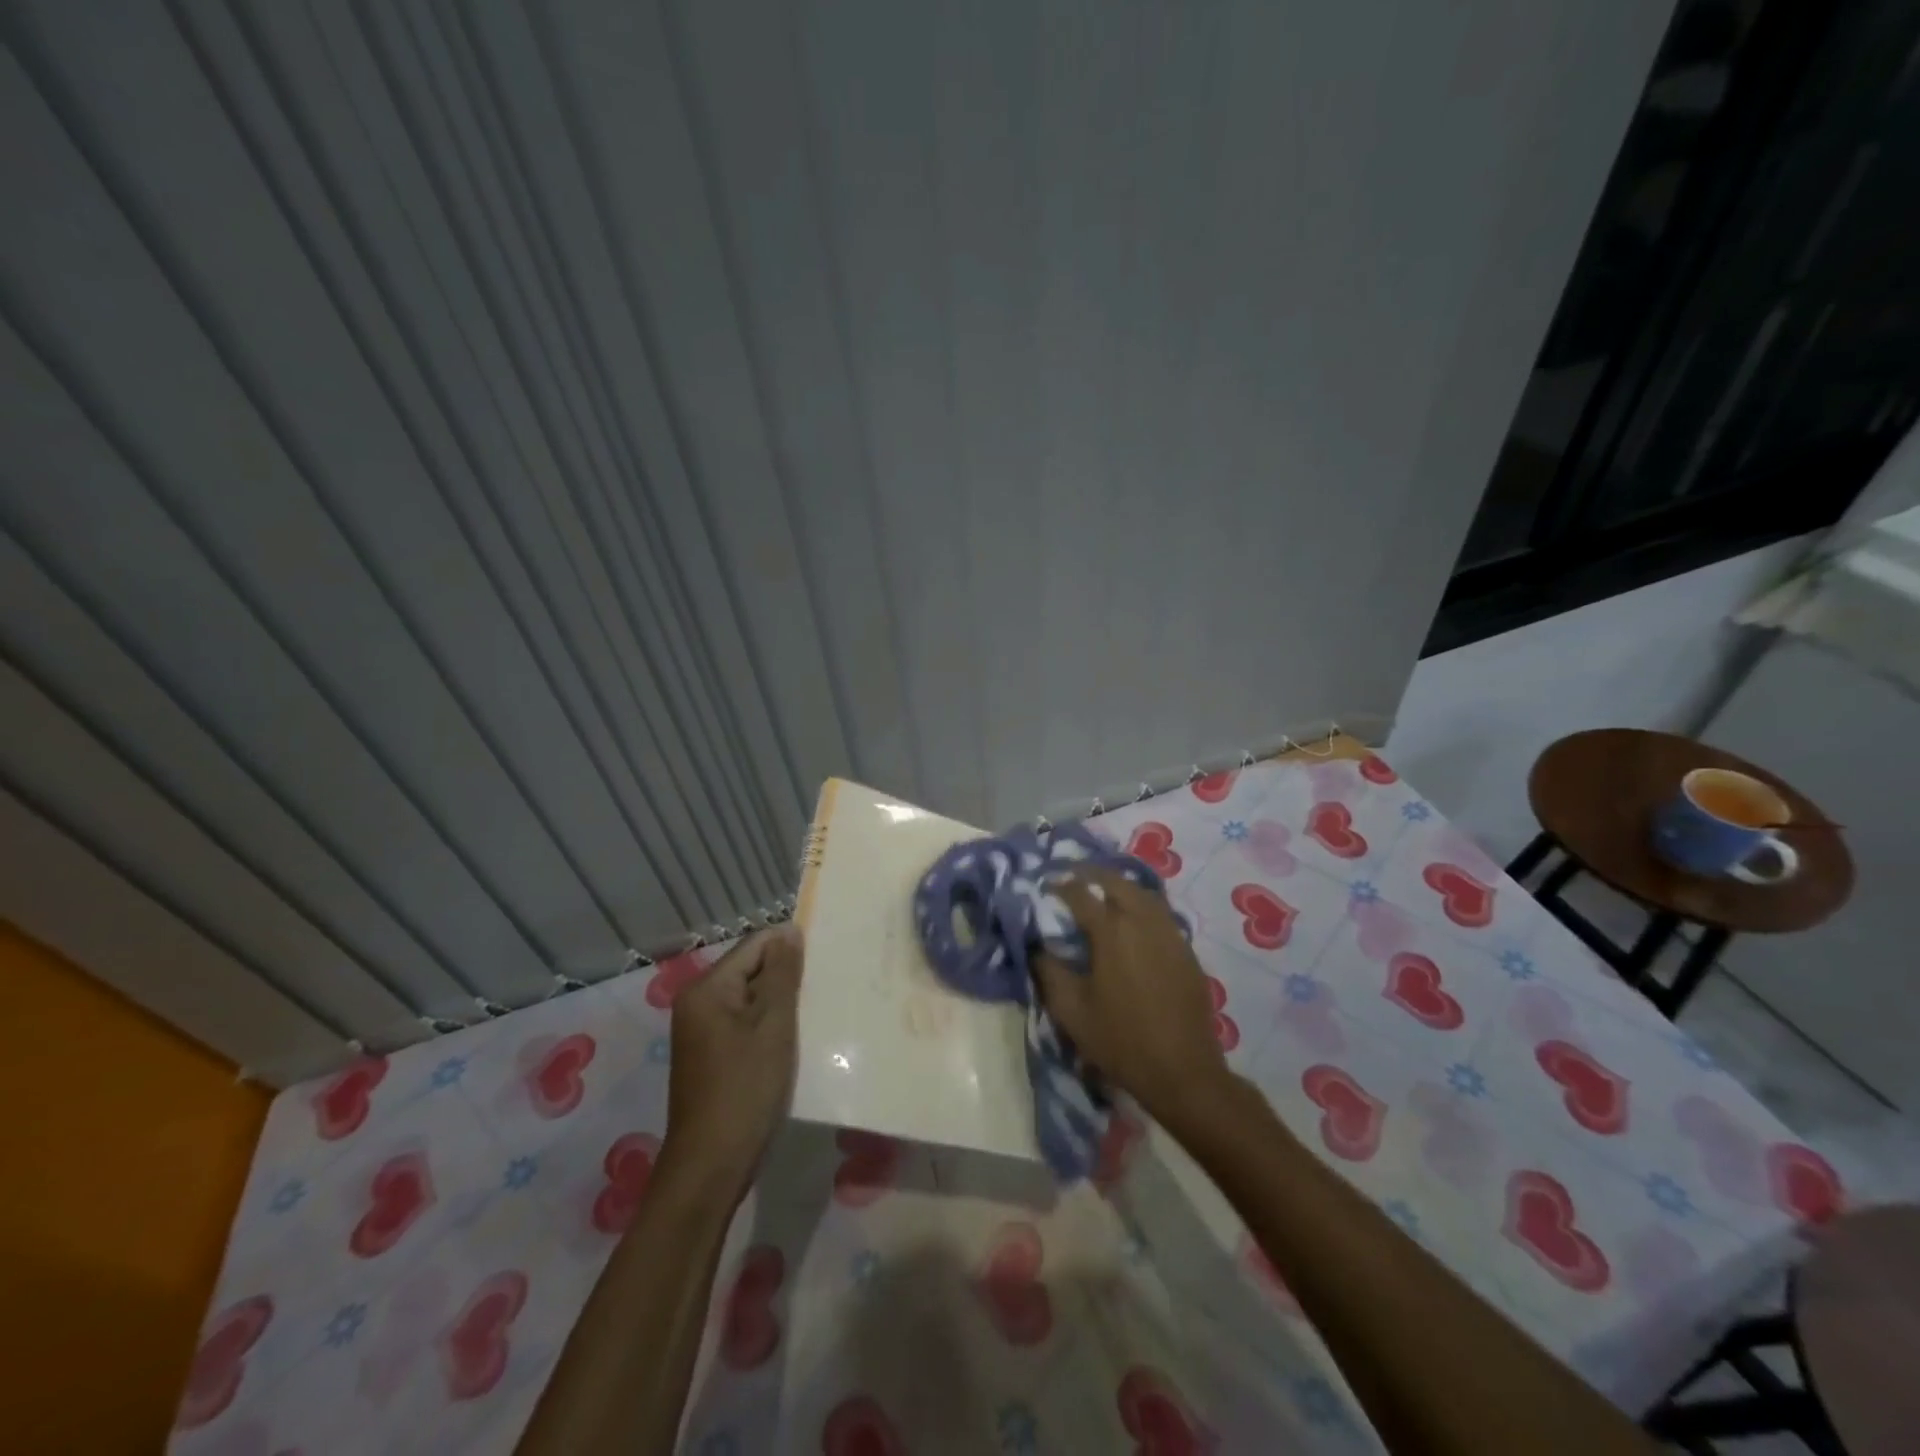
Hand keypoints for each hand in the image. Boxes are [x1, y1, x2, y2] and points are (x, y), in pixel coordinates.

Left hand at [661, 925, 803, 1199]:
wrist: (712, 1166)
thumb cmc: (745, 1089)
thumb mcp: (772, 1025)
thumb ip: (782, 973)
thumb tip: (790, 931)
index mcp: (707, 989)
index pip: (756, 945)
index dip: (790, 948)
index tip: (827, 960)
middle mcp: (699, 1003)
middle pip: (752, 970)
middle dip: (788, 977)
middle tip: (827, 989)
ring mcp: (703, 1032)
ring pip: (752, 999)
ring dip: (782, 1004)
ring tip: (818, 1012)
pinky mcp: (713, 1056)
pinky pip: (747, 1024)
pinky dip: (771, 1027)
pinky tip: (796, 1039)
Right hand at [1034, 871, 1229, 1124]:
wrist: (1183, 1072)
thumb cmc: (1120, 1040)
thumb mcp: (1070, 1010)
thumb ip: (1048, 971)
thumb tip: (1037, 946)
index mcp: (1111, 930)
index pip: (1080, 893)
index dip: (1059, 886)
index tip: (1046, 886)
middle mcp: (1142, 920)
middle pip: (1116, 881)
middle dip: (1092, 874)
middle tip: (1074, 878)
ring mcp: (1170, 933)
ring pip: (1144, 892)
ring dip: (1120, 886)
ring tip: (1103, 893)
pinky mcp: (1187, 950)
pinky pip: (1161, 913)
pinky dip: (1142, 905)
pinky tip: (1133, 922)